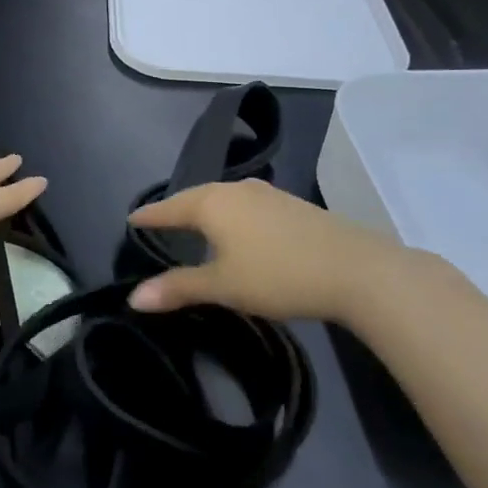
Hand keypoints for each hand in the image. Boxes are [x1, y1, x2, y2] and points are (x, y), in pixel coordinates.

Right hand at [126, 179, 424, 321]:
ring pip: (224, 198)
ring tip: (195, 225)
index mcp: (213, 203)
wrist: (356, 269)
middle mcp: (237, 189)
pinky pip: (247, 205)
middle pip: (196, 197)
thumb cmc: (278, 274)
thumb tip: (133, 298)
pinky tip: (239, 230)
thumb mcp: (223, 286)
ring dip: (206, 211)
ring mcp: (268, 194)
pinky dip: (232, 215)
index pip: (170, 207)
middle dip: (176, 210)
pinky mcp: (292, 205)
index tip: (131, 219)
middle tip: (160, 222)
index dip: (149, 216)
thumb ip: (178, 288)